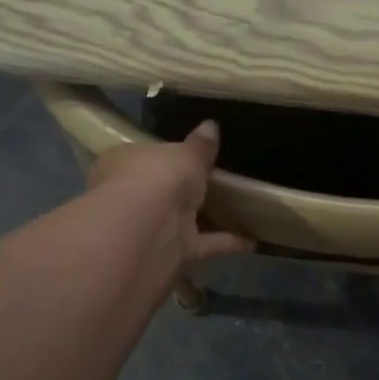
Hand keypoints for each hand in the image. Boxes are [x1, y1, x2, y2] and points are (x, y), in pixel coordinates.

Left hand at [86, 121, 252, 267]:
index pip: (144, 156)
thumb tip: (210, 126)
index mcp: (125, 164)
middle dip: (183, 189)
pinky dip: (226, 242)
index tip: (193, 154)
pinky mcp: (173, 253)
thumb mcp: (186, 154)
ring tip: (241, 209)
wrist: (146, 232)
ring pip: (183, 219)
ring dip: (208, 217)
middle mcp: (133, 196)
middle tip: (219, 181)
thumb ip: (200, 145)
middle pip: (162, 190)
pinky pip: (204, 244)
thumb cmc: (158, 178)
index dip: (166, 156)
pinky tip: (253, 239)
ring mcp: (152, 227)